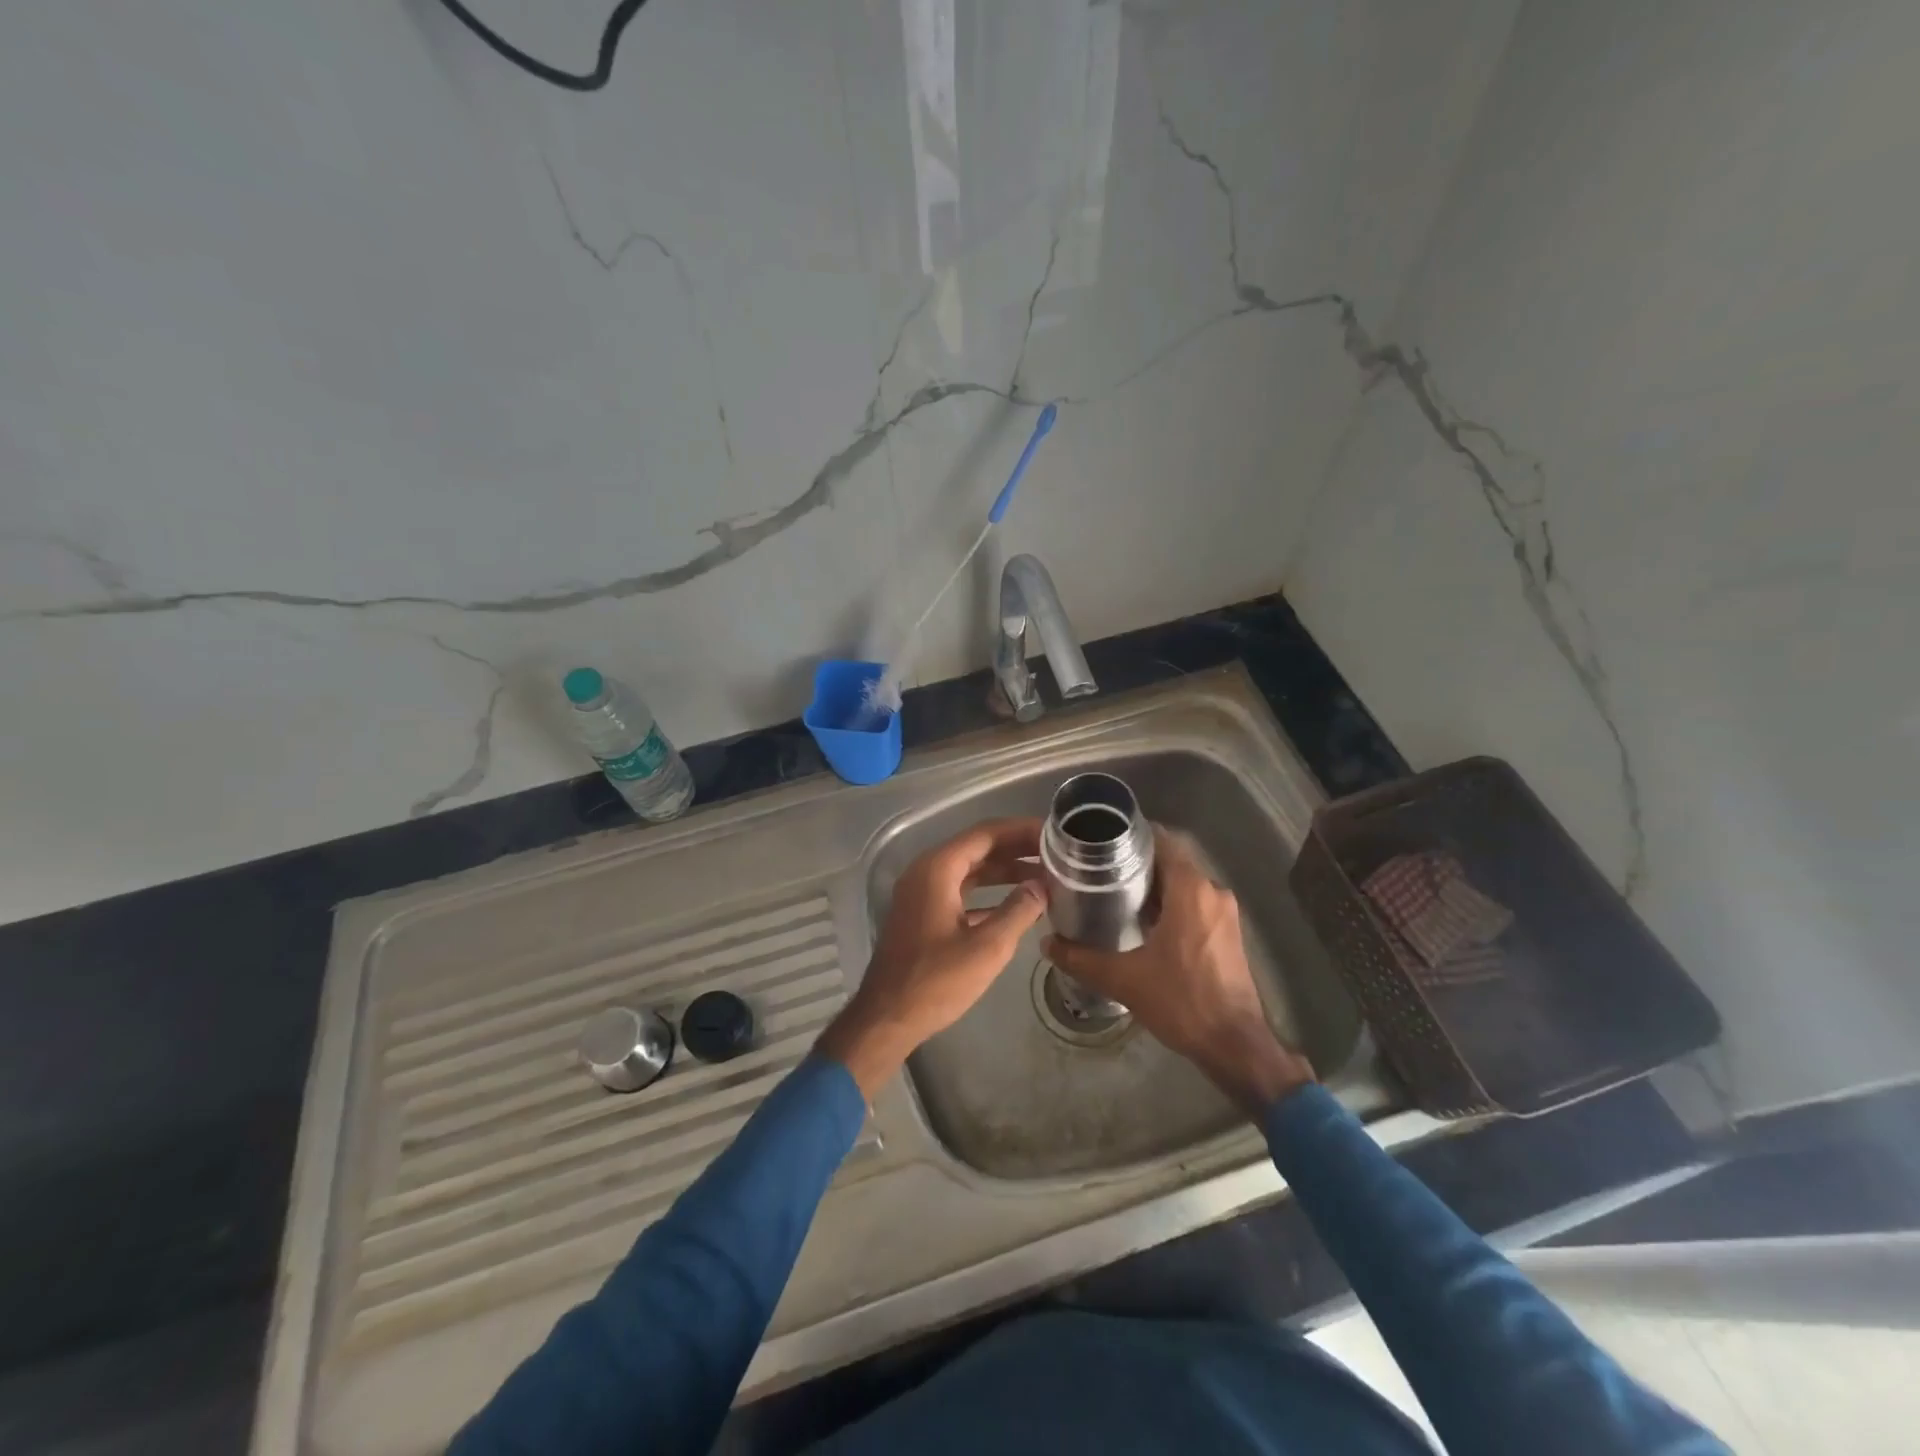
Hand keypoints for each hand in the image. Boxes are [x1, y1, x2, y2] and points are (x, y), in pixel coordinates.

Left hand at [817, 818, 1046, 1097]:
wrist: (886, 1018)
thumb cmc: (936, 981)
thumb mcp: (987, 947)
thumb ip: (1018, 910)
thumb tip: (1042, 886)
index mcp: (938, 869)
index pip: (986, 834)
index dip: (1021, 831)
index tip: (1053, 834)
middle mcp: (926, 872)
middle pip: (978, 848)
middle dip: (1016, 849)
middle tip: (1056, 853)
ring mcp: (922, 893)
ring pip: (970, 870)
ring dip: (1005, 871)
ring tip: (1044, 876)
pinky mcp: (923, 914)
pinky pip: (960, 891)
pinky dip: (988, 893)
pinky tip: (1017, 905)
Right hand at [1043, 829, 1314, 1115]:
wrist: (1235, 1045)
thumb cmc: (1182, 1001)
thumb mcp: (1124, 980)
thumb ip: (1082, 958)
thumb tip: (1047, 944)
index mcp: (1191, 890)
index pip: (1164, 841)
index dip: (1134, 836)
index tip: (1103, 840)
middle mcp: (1213, 892)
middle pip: (1172, 861)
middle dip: (1138, 862)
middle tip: (1099, 869)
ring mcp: (1224, 914)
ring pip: (1184, 884)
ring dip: (1154, 885)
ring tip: (1114, 893)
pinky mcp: (1228, 933)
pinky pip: (1194, 903)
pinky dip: (1170, 903)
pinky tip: (1142, 921)